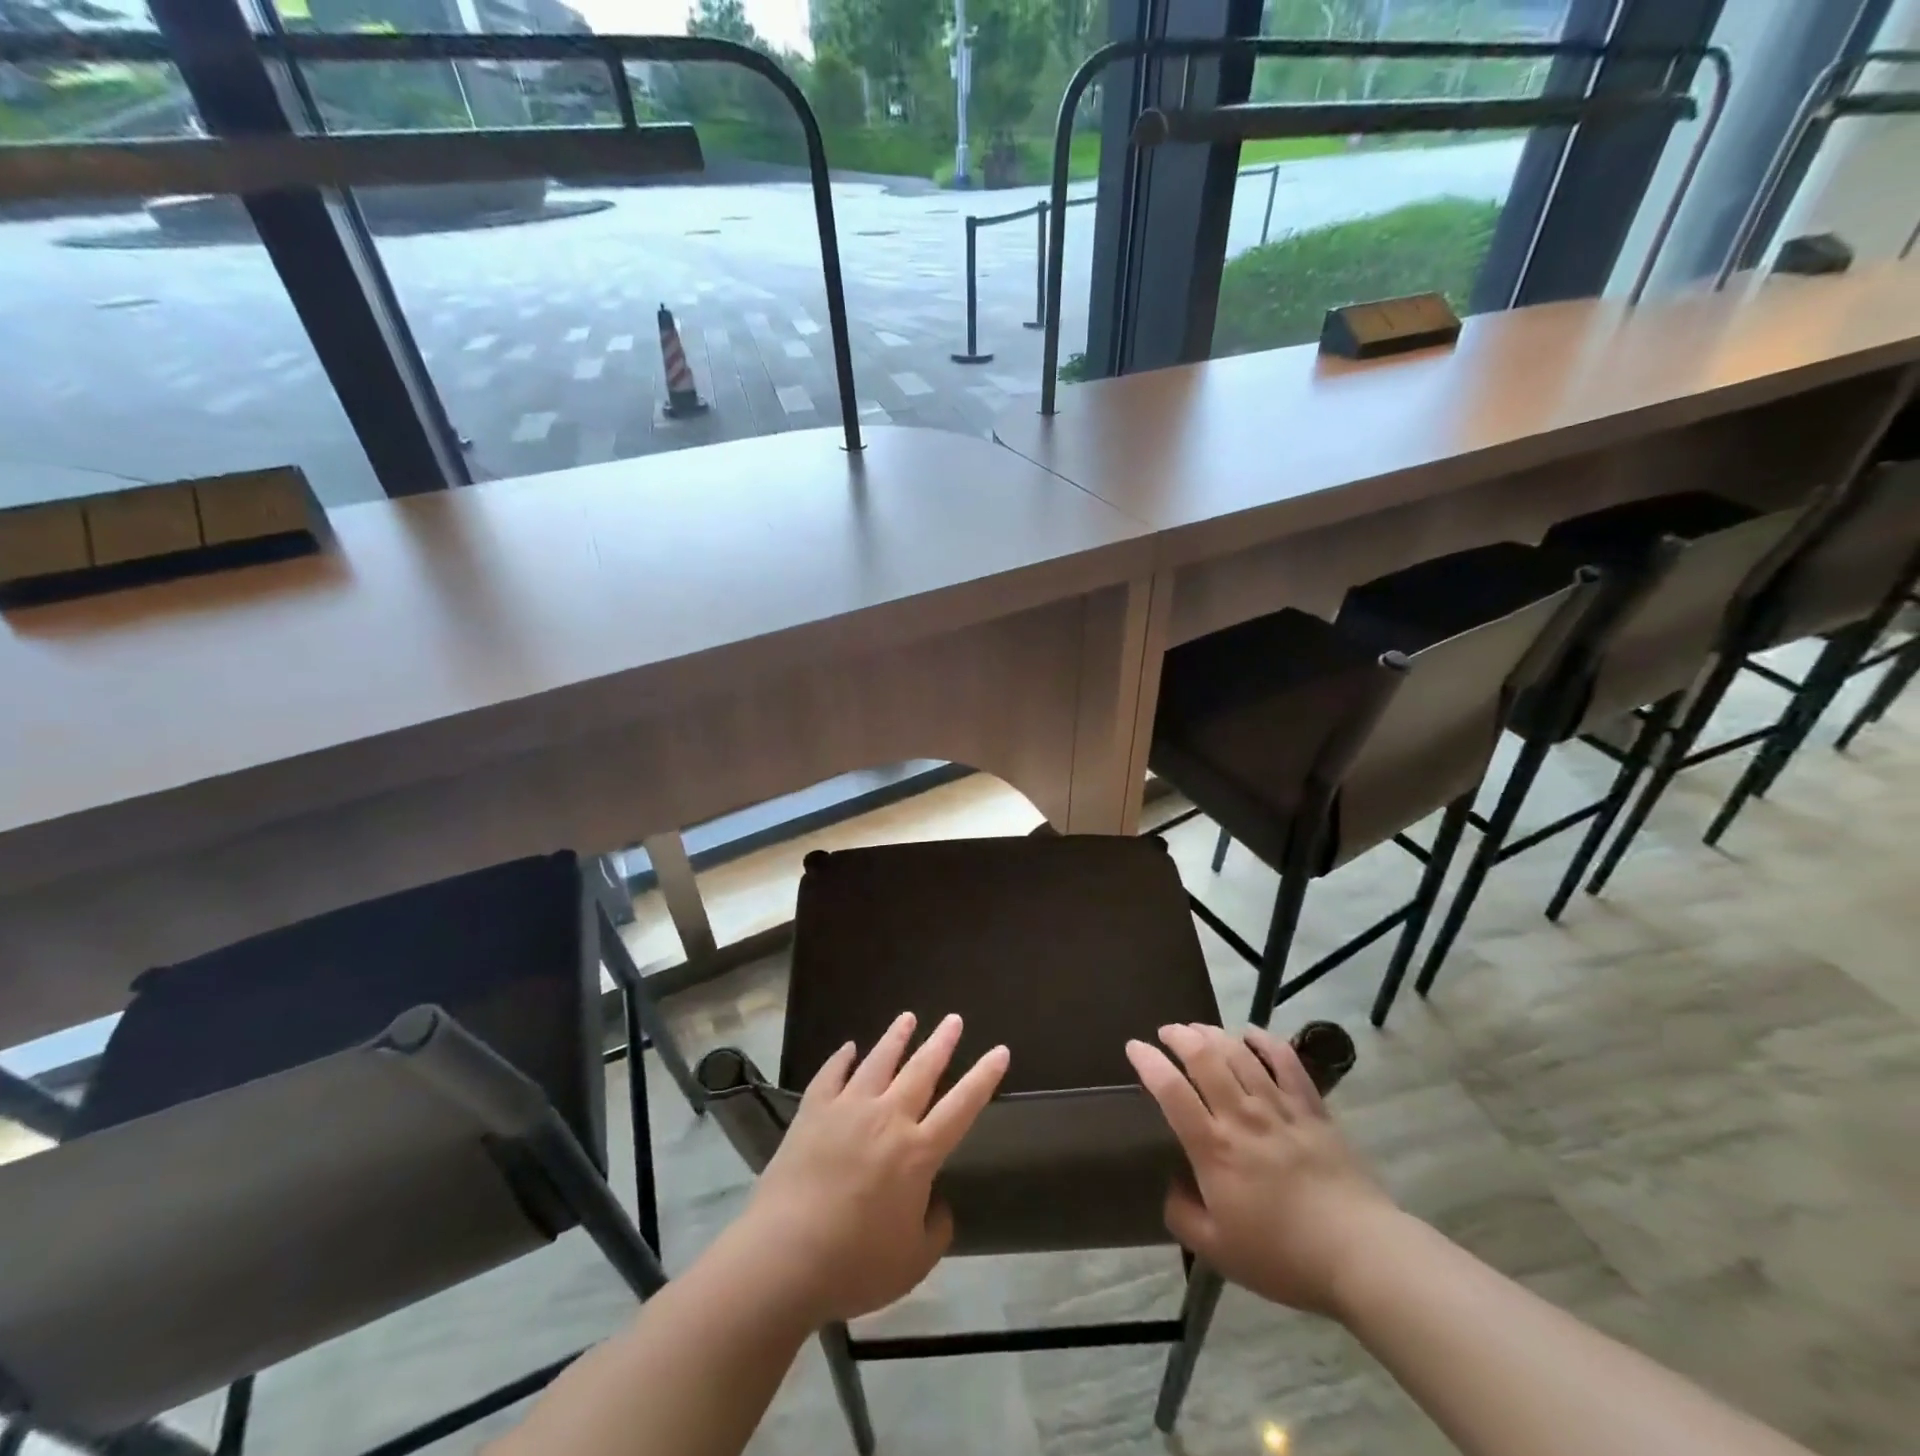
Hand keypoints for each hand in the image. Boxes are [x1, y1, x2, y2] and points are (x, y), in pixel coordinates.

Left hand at [732, 1011, 1008, 1326]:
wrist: (783, 1258)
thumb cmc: (854, 1265)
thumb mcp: (912, 1262)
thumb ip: (935, 1230)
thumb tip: (937, 1204)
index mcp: (917, 1153)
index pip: (962, 1106)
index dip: (983, 1077)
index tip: (1000, 1050)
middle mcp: (887, 1118)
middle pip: (921, 1070)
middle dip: (941, 1042)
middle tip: (954, 1019)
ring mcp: (847, 1109)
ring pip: (878, 1061)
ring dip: (895, 1038)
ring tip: (907, 1017)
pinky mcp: (812, 1112)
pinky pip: (830, 1075)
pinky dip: (841, 1059)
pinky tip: (848, 1048)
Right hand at [1127, 1022, 1400, 1315]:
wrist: (1361, 1256)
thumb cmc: (1283, 1256)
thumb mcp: (1218, 1252)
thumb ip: (1183, 1215)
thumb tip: (1173, 1186)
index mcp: (1214, 1148)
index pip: (1171, 1090)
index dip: (1148, 1062)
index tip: (1134, 1047)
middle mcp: (1242, 1116)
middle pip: (1205, 1057)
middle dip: (1180, 1036)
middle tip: (1167, 1032)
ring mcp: (1280, 1108)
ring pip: (1240, 1053)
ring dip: (1214, 1034)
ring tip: (1199, 1029)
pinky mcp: (1313, 1109)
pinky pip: (1287, 1063)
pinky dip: (1266, 1041)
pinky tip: (1252, 1033)